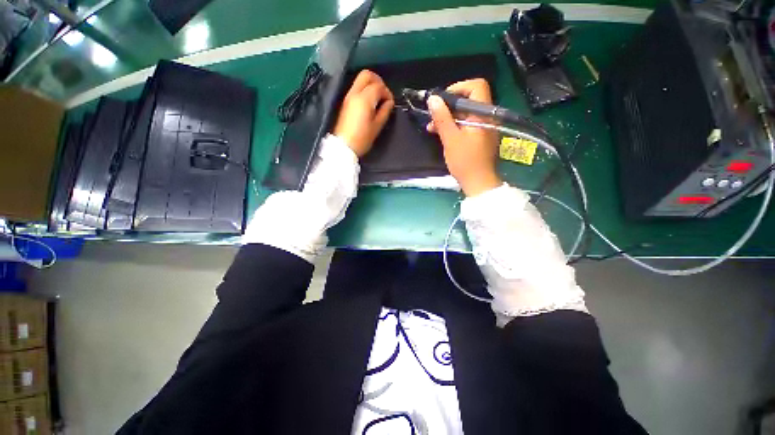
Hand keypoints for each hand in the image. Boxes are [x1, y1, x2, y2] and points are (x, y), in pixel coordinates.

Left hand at [333, 70, 394, 157]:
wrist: (344, 145)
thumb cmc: (362, 138)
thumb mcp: (377, 126)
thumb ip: (385, 111)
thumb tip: (389, 102)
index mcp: (364, 99)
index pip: (378, 86)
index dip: (387, 93)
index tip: (390, 103)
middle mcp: (355, 93)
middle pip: (367, 75)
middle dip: (378, 81)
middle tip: (384, 94)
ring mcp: (349, 96)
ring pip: (360, 80)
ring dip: (371, 84)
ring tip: (378, 99)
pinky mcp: (346, 101)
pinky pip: (356, 87)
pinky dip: (365, 90)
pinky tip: (370, 102)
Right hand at [426, 79, 500, 196]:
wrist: (478, 183)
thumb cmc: (465, 161)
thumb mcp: (451, 139)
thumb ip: (442, 118)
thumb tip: (433, 99)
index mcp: (483, 114)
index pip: (476, 86)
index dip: (459, 88)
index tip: (443, 100)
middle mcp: (486, 116)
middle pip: (469, 99)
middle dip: (449, 105)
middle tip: (433, 115)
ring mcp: (483, 127)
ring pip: (465, 113)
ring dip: (448, 117)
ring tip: (431, 126)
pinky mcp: (478, 136)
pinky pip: (466, 124)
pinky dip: (453, 125)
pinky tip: (439, 133)